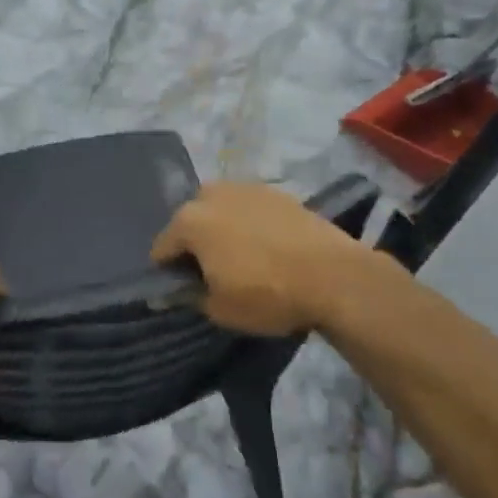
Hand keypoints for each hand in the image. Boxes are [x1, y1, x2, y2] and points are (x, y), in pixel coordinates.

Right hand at [151, 182, 406, 337]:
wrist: (335, 276)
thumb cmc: (268, 294)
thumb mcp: (221, 310)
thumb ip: (191, 296)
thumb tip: (178, 290)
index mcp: (189, 221)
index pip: (162, 248)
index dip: (168, 271)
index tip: (183, 289)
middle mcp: (210, 194)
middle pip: (190, 221)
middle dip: (194, 242)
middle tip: (213, 271)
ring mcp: (245, 188)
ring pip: (220, 209)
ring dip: (221, 228)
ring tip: (242, 256)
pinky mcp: (275, 191)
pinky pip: (249, 207)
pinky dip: (249, 222)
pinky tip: (267, 245)